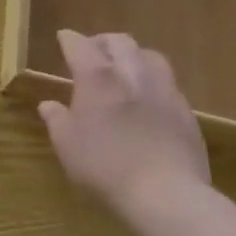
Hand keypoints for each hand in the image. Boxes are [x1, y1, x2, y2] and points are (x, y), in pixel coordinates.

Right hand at [38, 31, 210, 214]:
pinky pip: (168, 85)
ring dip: (134, 57)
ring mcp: (163, 90)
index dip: (69, 39)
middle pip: (119, 41)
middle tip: (93, 54)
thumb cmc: (105, 167)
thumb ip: (56, 120)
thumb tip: (48, 105)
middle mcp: (131, 73)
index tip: (63, 39)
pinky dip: (154, 84)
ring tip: (126, 72)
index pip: (79, 44)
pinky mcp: (186, 112)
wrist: (167, 195)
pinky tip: (149, 102)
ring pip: (150, 56)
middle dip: (103, 43)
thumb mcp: (67, 146)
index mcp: (97, 76)